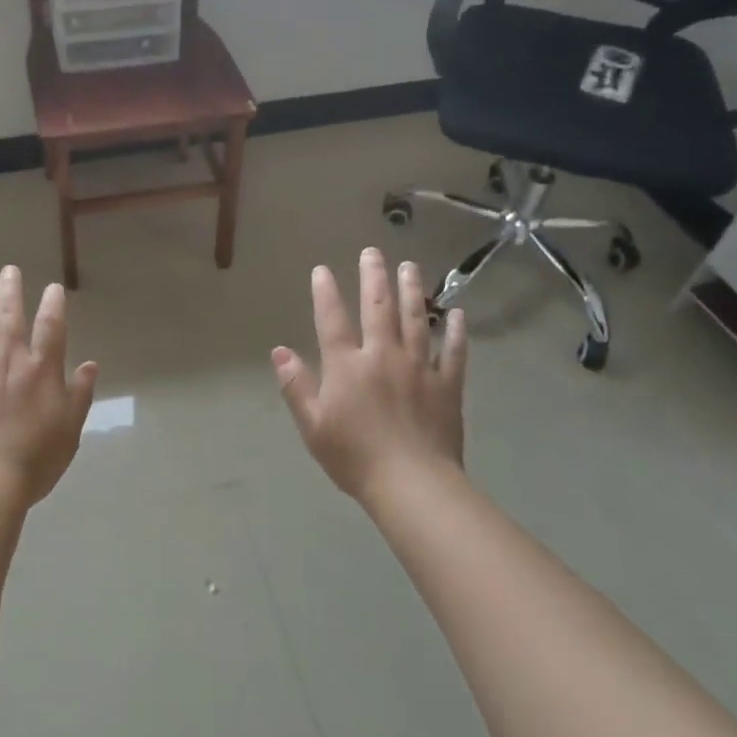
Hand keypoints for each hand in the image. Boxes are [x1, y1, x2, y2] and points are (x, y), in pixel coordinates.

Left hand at [0, 266, 98, 505]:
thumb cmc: (34, 460)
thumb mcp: (70, 430)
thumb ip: (79, 394)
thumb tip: (90, 365)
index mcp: (41, 370)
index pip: (51, 327)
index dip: (53, 304)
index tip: (53, 288)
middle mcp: (8, 360)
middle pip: (10, 315)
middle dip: (11, 289)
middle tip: (10, 269)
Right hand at [271, 248, 468, 504]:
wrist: (412, 484)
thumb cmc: (354, 457)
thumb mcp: (313, 425)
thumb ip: (296, 386)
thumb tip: (278, 351)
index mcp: (347, 366)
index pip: (332, 320)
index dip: (325, 293)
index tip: (322, 269)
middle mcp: (383, 356)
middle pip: (378, 308)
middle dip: (374, 277)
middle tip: (373, 251)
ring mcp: (419, 368)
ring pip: (416, 320)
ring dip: (412, 290)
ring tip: (410, 266)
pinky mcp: (447, 385)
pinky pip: (454, 352)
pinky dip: (456, 332)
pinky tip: (457, 313)